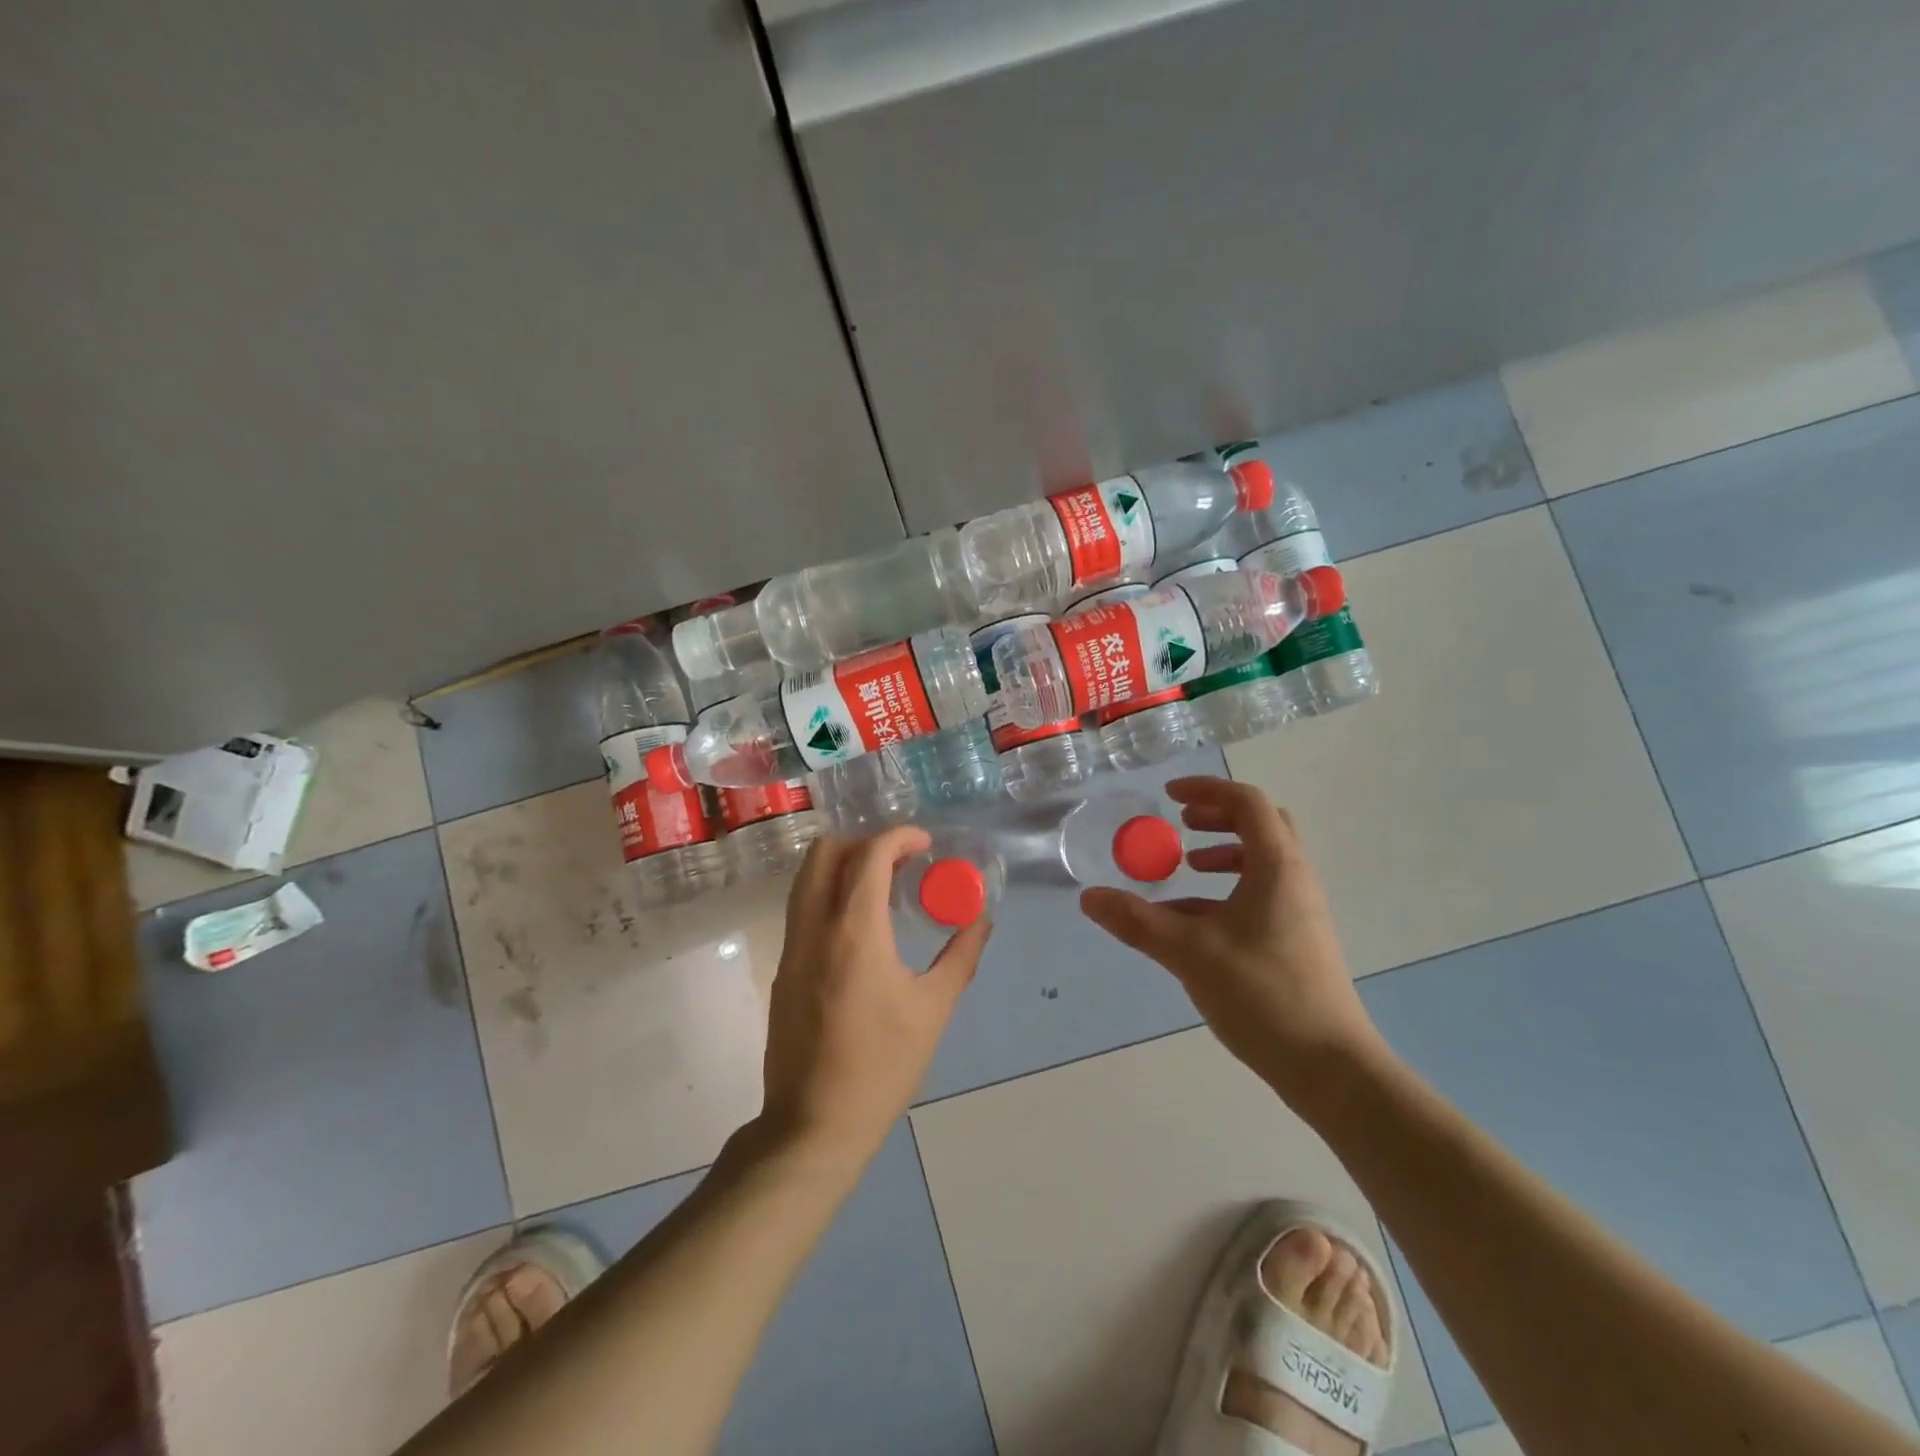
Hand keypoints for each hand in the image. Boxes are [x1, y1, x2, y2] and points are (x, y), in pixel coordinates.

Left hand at [758, 828, 988, 1168]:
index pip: (870, 855)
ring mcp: (791, 946)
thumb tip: (982, 921)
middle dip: (864, 842)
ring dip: (842, 865)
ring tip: (882, 886)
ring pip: (807, 877)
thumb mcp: (933, 1010)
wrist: (814, 1124)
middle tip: (900, 861)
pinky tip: (860, 924)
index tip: (925, 843)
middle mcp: (815, 926)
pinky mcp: (782, 968)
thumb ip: (960, 957)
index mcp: (855, 930)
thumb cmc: (882, 1066)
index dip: (899, 836)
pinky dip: (829, 893)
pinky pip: (802, 907)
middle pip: (825, 852)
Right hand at [1079, 777, 1383, 1099]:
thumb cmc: (1262, 994)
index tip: (1170, 796)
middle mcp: (1294, 879)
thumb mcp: (1189, 952)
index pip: (1247, 803)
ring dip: (1223, 853)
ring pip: (1261, 862)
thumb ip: (1137, 921)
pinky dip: (1226, 890)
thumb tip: (1089, 897)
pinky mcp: (1296, 940)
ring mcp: (1299, 911)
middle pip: (1261, 825)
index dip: (1208, 790)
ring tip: (1186, 866)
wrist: (1328, 1066)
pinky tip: (1192, 920)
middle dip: (1219, 816)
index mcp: (1277, 867)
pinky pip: (1260, 894)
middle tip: (1183, 823)